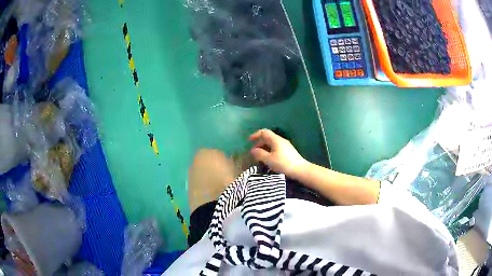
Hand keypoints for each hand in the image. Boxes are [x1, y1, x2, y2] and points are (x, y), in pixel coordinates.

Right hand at [249, 129, 308, 178]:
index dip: (256, 135)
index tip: (249, 140)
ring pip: (272, 144)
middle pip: (268, 138)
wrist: (300, 170)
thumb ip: (259, 154)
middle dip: (259, 143)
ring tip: (260, 157)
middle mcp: (281, 140)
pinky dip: (270, 152)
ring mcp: (285, 146)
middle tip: (253, 152)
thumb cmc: (283, 164)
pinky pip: (276, 148)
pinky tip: (268, 160)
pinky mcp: (288, 152)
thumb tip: (253, 150)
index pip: (264, 132)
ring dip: (264, 148)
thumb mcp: (269, 160)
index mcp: (276, 140)